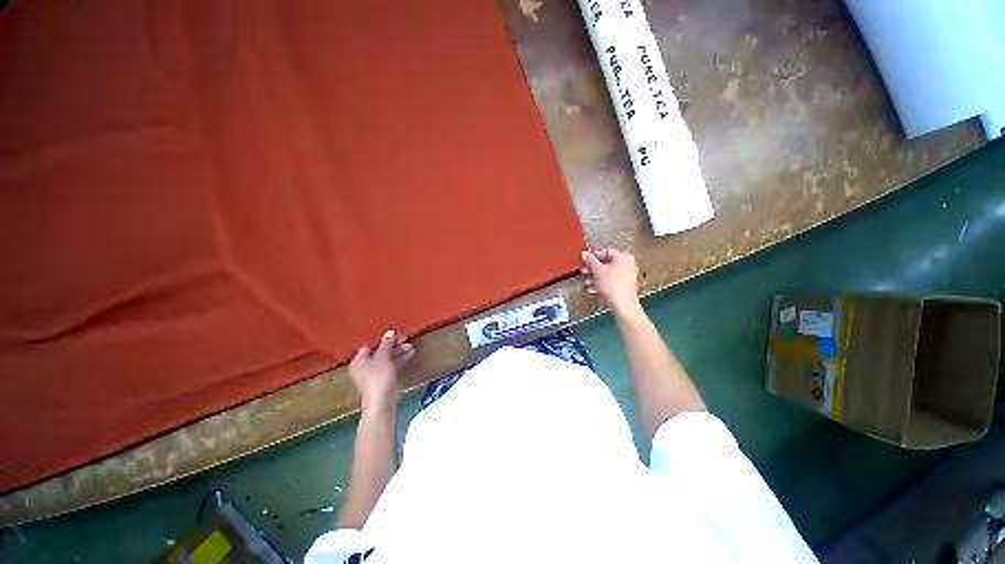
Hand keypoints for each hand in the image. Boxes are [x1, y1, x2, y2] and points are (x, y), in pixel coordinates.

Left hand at [349, 330, 414, 411]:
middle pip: (380, 351)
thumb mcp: (383, 357)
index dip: (382, 339)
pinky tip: (411, 353)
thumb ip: (386, 344)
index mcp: (359, 361)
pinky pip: (393, 365)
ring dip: (398, 351)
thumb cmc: (378, 377)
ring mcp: (376, 374)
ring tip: (410, 345)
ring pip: (388, 358)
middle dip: (393, 345)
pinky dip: (400, 359)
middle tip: (405, 338)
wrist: (383, 401)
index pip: (370, 345)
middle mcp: (365, 367)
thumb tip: (390, 332)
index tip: (395, 333)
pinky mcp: (385, 379)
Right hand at [581, 249, 641, 315]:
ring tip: (585, 282)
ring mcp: (626, 276)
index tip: (584, 261)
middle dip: (592, 269)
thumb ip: (590, 261)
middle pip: (605, 263)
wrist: (623, 305)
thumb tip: (584, 253)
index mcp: (623, 257)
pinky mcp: (623, 286)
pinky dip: (600, 284)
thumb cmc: (612, 285)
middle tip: (583, 272)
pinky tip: (591, 289)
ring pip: (606, 273)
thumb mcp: (598, 271)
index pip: (605, 251)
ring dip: (594, 277)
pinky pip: (610, 281)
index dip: (593, 256)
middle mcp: (627, 265)